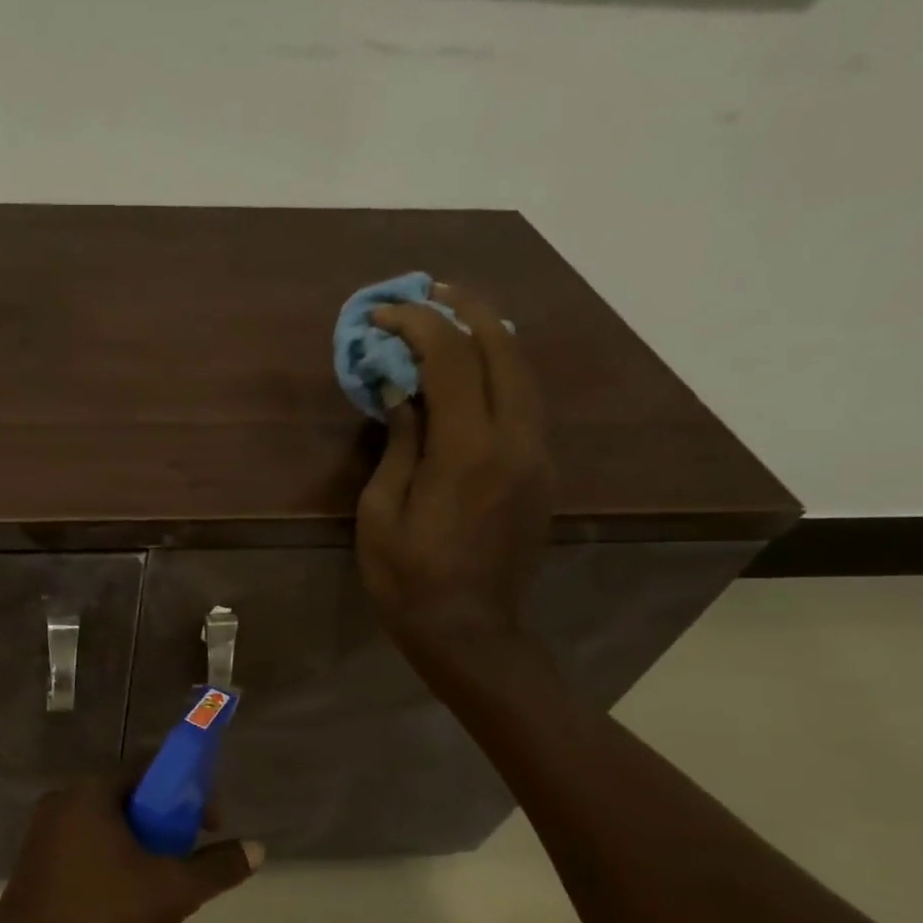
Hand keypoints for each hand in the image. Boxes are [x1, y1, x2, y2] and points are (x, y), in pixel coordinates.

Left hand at [0, 776, 262, 922]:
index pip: (147, 770)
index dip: (186, 791)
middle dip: (164, 823)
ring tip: (163, 884)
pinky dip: (112, 861)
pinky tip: (127, 901)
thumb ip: (217, 867)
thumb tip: (257, 848)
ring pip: (106, 827)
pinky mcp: (34, 864)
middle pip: (127, 798)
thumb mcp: (172, 891)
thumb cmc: (102, 917)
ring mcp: (42, 833)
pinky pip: (84, 848)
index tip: (209, 825)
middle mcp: (61, 801)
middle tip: (189, 857)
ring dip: (139, 846)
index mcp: (89, 792)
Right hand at [356, 282, 552, 673]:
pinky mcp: (541, 472)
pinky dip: (501, 371)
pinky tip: (475, 370)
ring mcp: (537, 455)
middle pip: (503, 349)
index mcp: (468, 450)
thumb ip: (398, 444)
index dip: (416, 325)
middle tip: (430, 291)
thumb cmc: (408, 579)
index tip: (382, 314)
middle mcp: (515, 440)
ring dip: (490, 335)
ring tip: (455, 316)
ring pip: (524, 372)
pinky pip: (526, 403)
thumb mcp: (381, 514)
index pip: (450, 359)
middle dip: (466, 309)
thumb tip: (401, 394)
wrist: (470, 631)